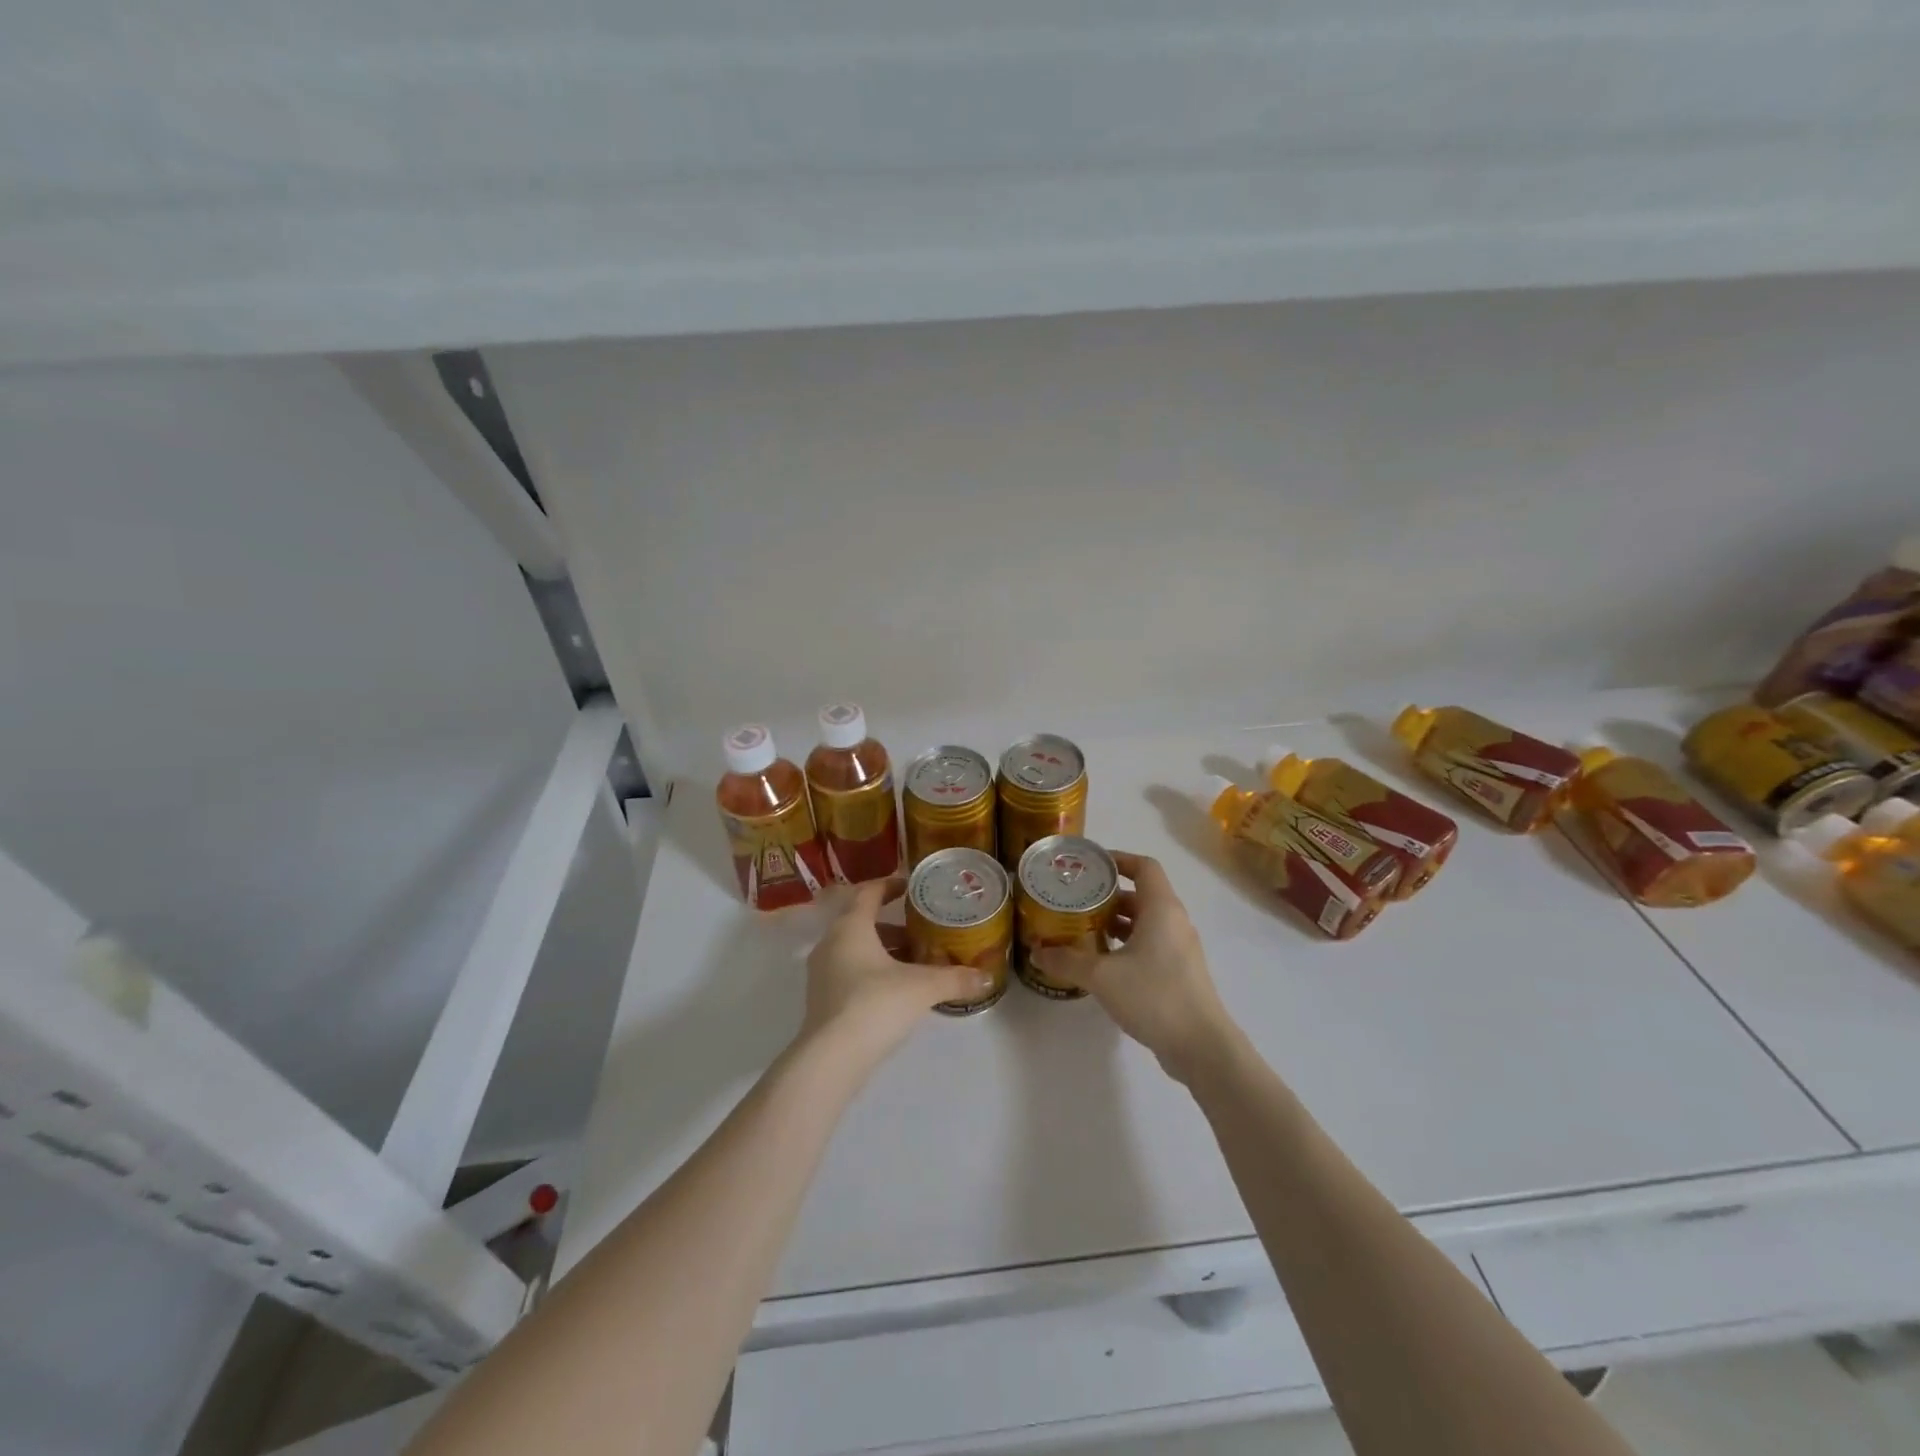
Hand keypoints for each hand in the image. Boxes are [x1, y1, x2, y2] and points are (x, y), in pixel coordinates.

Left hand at [798, 878, 993, 1069]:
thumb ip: (955, 979)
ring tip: (914, 962)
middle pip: (861, 921)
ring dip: (882, 950)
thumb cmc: (875, 1004)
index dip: (890, 885)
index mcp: (851, 927)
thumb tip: (986, 977)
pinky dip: (871, 971)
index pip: (868, 892)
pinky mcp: (821, 999)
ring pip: (854, 948)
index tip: (911, 887)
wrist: (832, 1058)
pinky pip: (848, 971)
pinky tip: (896, 990)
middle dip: (892, 925)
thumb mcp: (922, 987)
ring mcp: (821, 972)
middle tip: (921, 930)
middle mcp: (831, 943)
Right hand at [1029, 851, 1238, 1084]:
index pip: (1144, 866)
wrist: (1201, 1046)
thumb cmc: (1154, 996)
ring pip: (1145, 921)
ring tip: (1083, 930)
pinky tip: (1103, 962)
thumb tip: (1036, 952)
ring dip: (1117, 922)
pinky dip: (1127, 943)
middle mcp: (1174, 921)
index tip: (1090, 866)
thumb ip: (1067, 961)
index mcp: (1162, 908)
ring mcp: (1180, 948)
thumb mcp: (1102, 976)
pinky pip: (1151, 944)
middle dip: (1108, 896)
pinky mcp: (1180, 972)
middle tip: (1076, 901)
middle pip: (1142, 894)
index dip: (1118, 859)